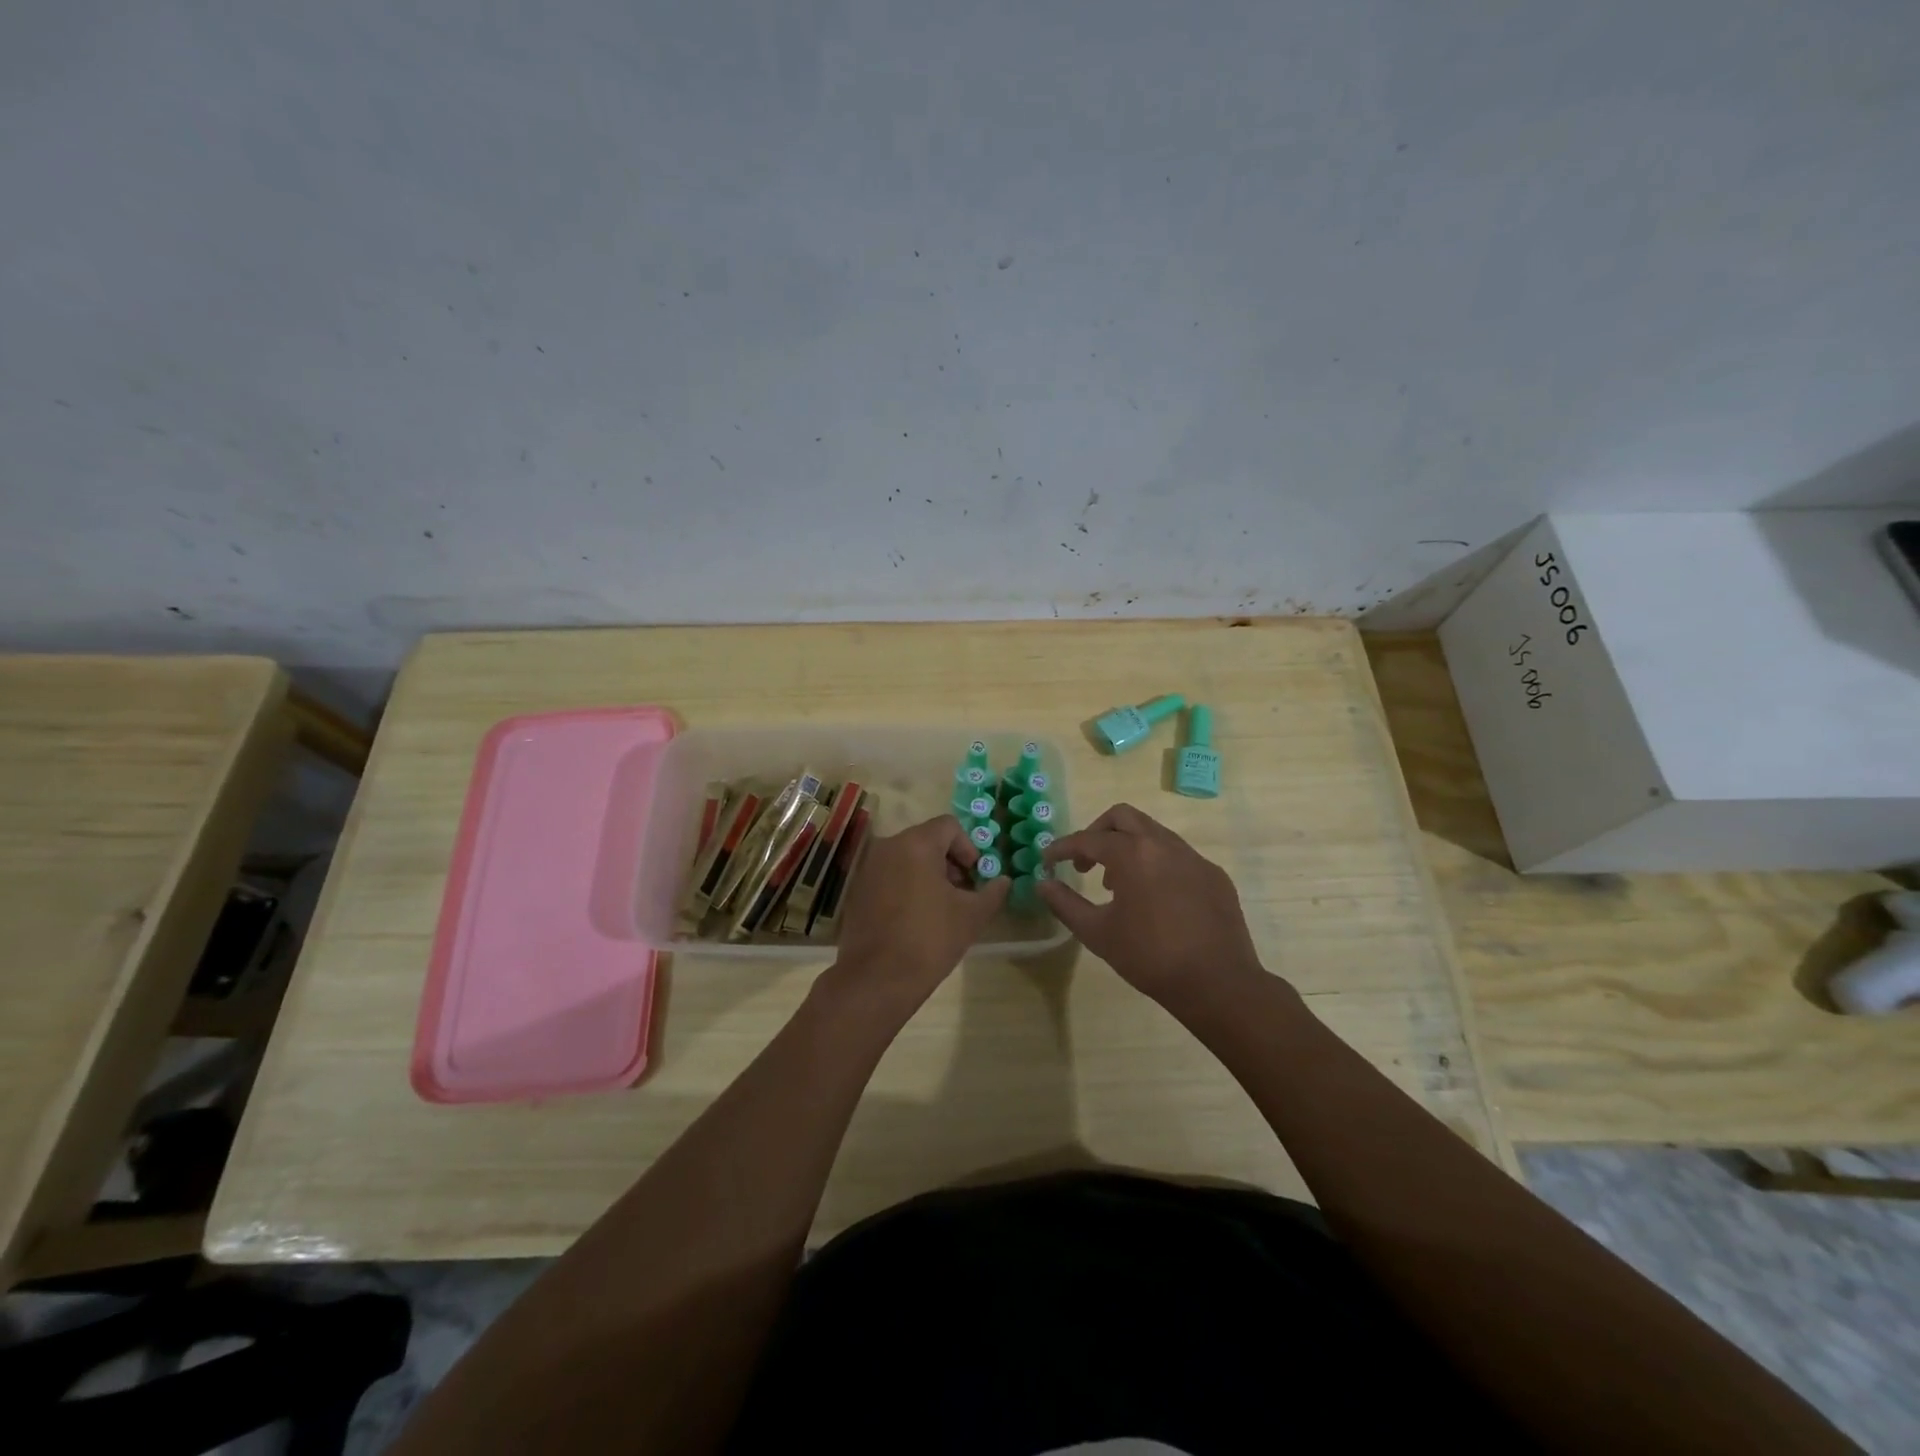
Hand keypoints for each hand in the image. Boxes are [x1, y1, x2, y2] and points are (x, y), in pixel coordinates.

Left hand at [826, 814, 1011, 1014]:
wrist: (877, 979)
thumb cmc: (930, 939)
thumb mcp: (972, 916)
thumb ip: (992, 892)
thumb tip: (1003, 881)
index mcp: (916, 844)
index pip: (949, 826)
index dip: (969, 848)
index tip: (975, 877)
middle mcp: (888, 846)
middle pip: (927, 840)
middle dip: (950, 862)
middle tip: (963, 893)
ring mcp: (869, 868)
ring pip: (907, 857)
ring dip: (929, 874)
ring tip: (941, 908)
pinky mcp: (858, 890)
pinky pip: (890, 875)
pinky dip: (907, 885)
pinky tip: (916, 918)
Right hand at [1040, 803, 1266, 1008]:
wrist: (1218, 983)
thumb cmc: (1150, 958)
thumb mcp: (1097, 933)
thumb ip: (1065, 904)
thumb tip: (1043, 883)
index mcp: (1133, 854)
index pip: (1087, 839)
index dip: (1062, 848)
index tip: (1048, 860)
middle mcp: (1163, 844)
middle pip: (1122, 817)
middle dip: (1097, 833)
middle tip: (1085, 864)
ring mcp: (1193, 857)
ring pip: (1152, 833)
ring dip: (1128, 848)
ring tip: (1118, 885)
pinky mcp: (1213, 874)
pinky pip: (1177, 856)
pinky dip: (1156, 864)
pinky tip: (1155, 899)